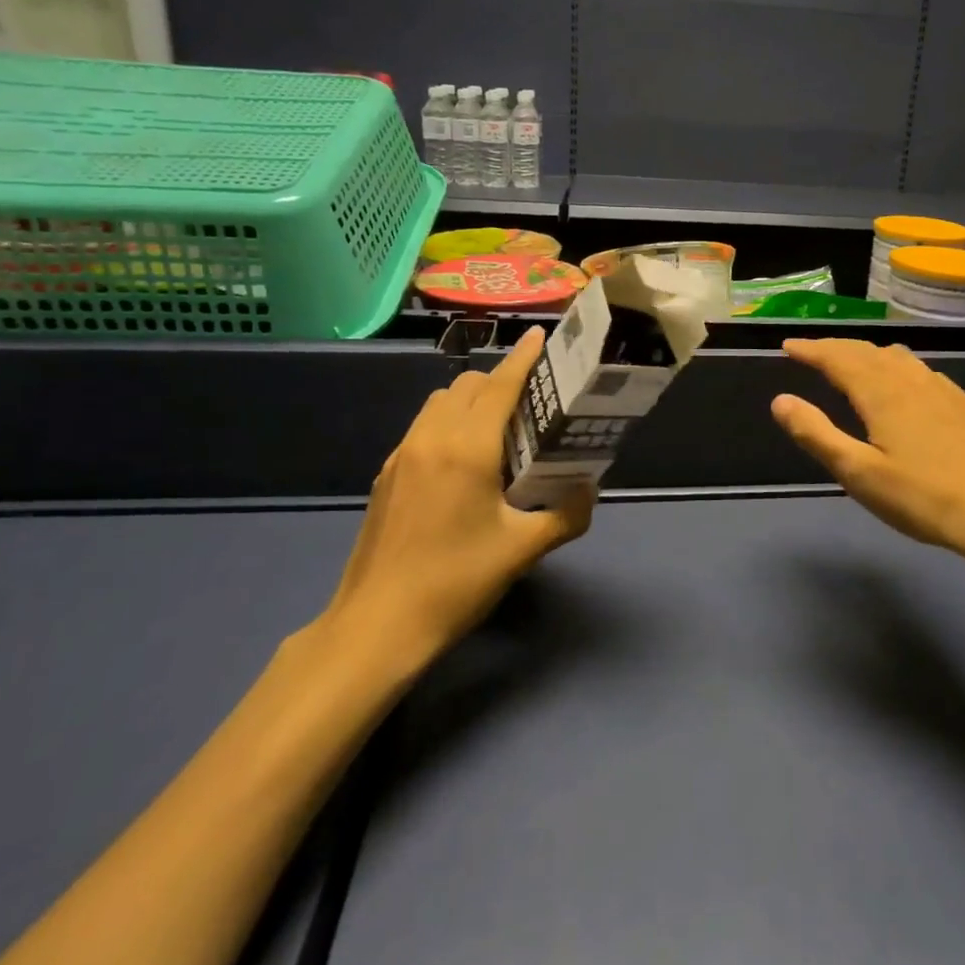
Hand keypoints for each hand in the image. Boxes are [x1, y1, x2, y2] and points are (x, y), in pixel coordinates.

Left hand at [322, 327, 593, 667]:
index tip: (540, 336)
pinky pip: (423, 427)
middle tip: (533, 403)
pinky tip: (465, 463)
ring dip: (471, 400)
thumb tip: (588, 491)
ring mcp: (402, 456)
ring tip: (500, 430)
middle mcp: (431, 439)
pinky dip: (449, 423)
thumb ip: (567, 515)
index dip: (522, 358)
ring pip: (440, 402)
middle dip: (500, 381)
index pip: (499, 386)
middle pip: (468, 386)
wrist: (376, 627)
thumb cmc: (456, 582)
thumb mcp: (523, 550)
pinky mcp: (386, 476)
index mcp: (467, 449)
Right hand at [770, 338, 964, 574]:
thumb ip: (817, 435)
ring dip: (868, 355)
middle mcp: (913, 381)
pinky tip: (907, 388)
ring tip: (854, 364)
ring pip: (899, 359)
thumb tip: (780, 401)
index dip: (811, 349)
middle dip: (836, 348)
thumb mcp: (861, 474)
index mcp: (883, 393)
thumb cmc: (926, 498)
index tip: (788, 345)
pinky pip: (923, 372)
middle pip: (868, 352)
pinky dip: (899, 368)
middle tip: (812, 352)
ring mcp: (945, 391)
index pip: (838, 358)